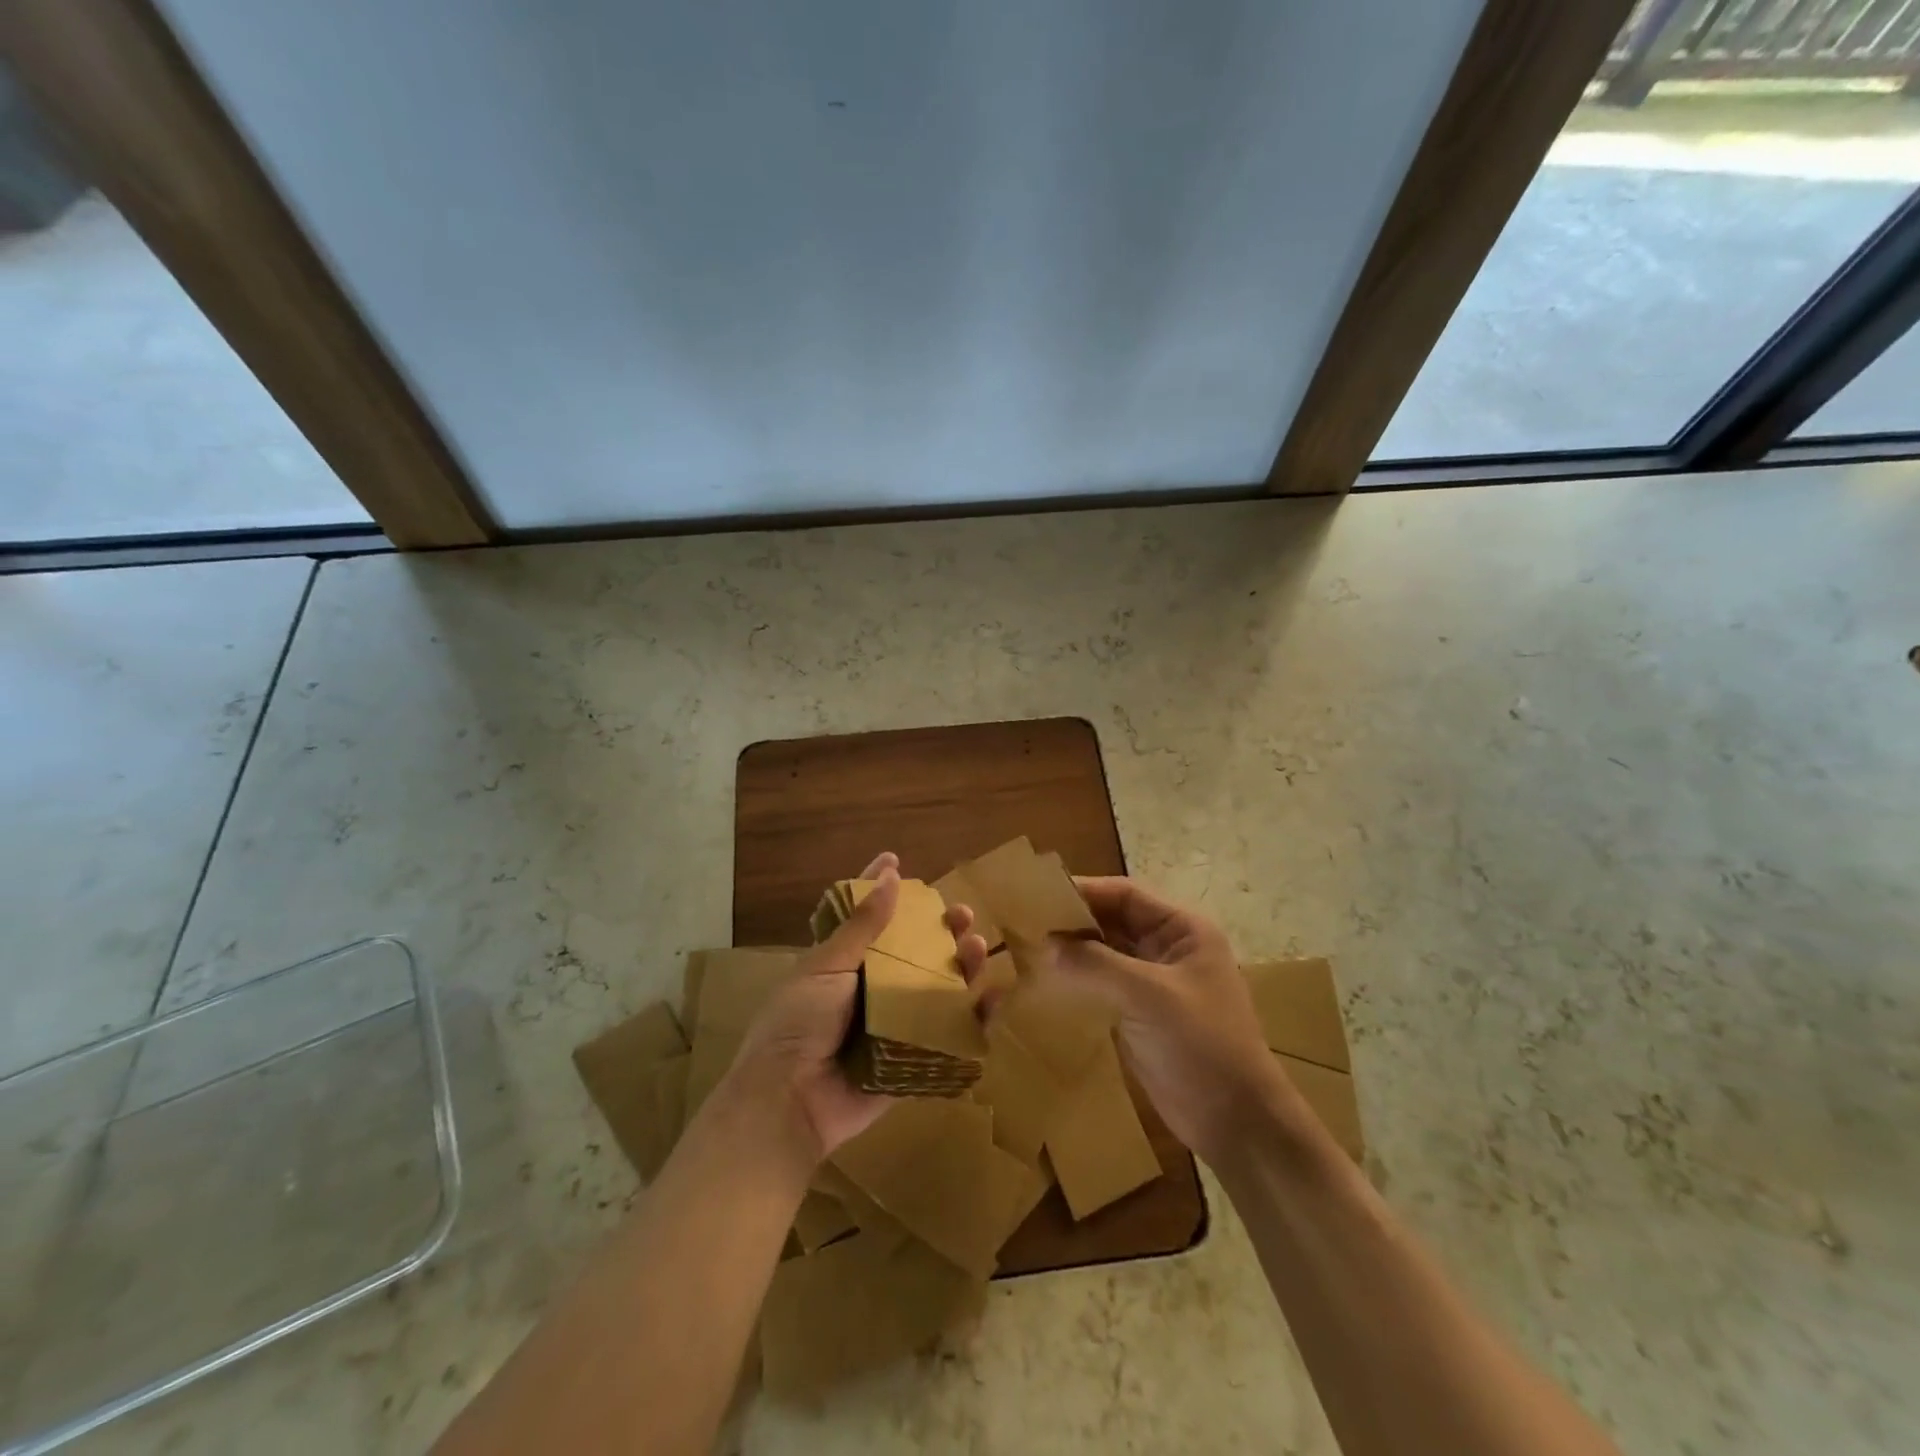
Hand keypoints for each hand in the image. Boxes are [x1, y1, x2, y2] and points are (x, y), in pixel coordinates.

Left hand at [726, 853, 990, 1162]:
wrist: (788, 1102)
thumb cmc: (798, 1024)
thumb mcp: (826, 967)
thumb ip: (861, 927)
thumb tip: (890, 876)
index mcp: (843, 964)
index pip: (866, 918)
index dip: (880, 889)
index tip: (896, 860)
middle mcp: (871, 990)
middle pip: (913, 952)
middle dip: (939, 930)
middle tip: (961, 914)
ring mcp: (893, 1025)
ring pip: (936, 988)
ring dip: (961, 966)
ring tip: (977, 946)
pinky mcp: (911, 1059)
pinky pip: (948, 1035)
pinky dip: (974, 1018)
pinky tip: (994, 997)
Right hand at [1036, 877, 1289, 1163]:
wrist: (1236, 1123)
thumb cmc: (1202, 1046)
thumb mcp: (1148, 996)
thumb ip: (1095, 964)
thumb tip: (1044, 945)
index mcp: (1184, 930)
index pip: (1125, 895)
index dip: (1083, 891)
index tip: (1037, 895)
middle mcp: (1169, 948)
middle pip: (1113, 921)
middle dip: (1073, 921)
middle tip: (1024, 922)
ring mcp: (1156, 982)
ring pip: (1106, 952)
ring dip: (1072, 950)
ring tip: (1027, 948)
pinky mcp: (1142, 1013)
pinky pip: (1104, 983)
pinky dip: (1078, 978)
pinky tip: (1046, 982)